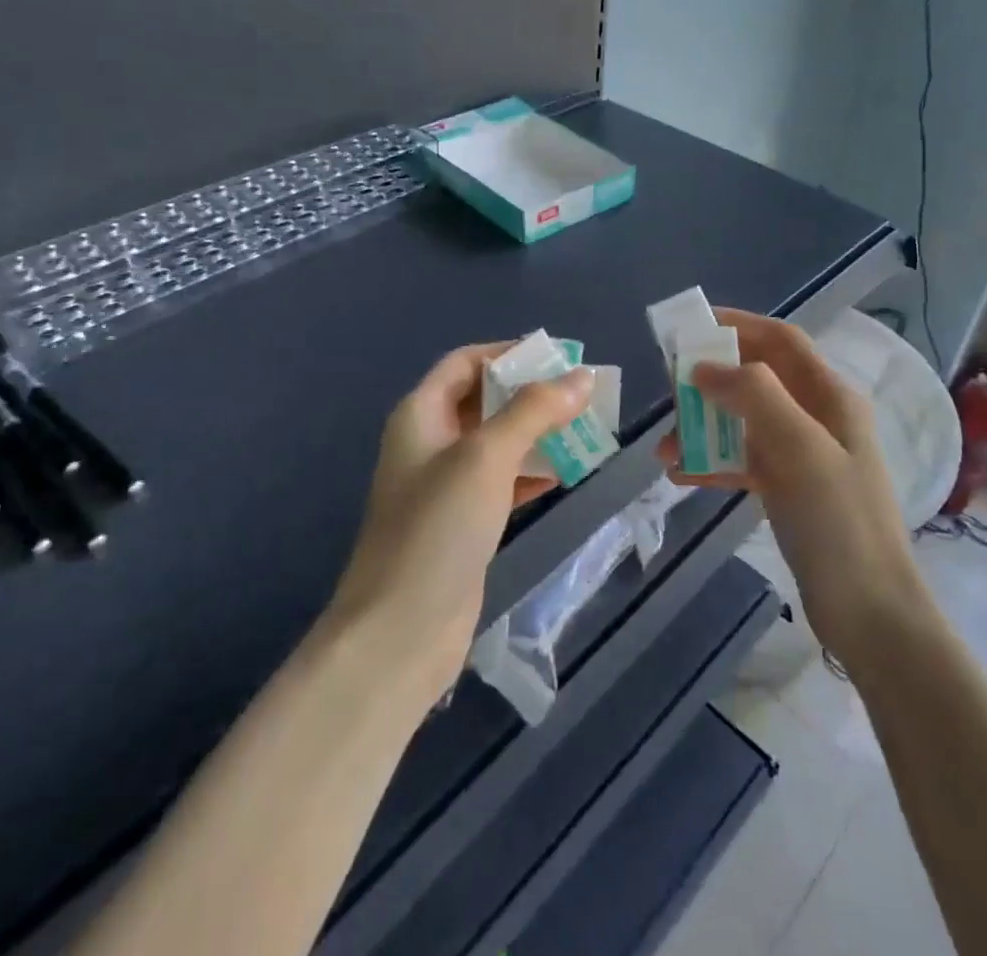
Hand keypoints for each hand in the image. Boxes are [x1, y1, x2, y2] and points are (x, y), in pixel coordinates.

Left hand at [328, 344, 592, 709]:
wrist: (400, 633)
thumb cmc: (437, 528)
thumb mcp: (486, 457)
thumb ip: (534, 411)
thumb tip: (582, 376)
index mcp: (421, 414)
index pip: (466, 362)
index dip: (509, 353)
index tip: (559, 356)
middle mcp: (430, 442)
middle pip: (484, 400)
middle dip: (531, 393)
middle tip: (583, 393)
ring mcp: (446, 486)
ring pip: (498, 442)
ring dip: (537, 433)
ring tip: (585, 428)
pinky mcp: (464, 523)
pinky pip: (503, 481)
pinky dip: (532, 472)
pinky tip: (564, 474)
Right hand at [658, 310, 923, 662]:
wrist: (870, 613)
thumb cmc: (838, 521)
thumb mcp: (800, 448)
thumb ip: (754, 395)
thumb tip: (704, 367)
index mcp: (830, 396)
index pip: (781, 341)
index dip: (739, 325)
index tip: (692, 327)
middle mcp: (818, 417)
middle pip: (757, 379)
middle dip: (712, 381)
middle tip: (670, 392)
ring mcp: (804, 455)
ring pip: (744, 422)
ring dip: (704, 426)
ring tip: (664, 447)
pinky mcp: (790, 490)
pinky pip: (743, 461)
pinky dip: (713, 461)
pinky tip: (681, 475)